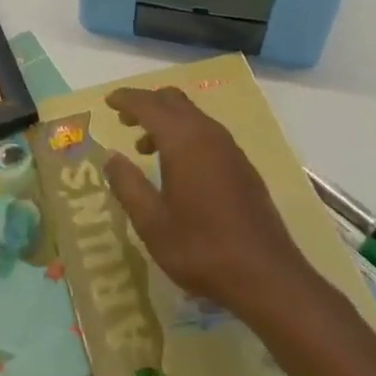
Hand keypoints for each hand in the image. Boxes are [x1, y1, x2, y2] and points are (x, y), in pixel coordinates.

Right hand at [102, 85, 318, 322]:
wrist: (267, 275)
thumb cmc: (201, 247)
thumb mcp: (152, 222)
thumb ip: (128, 185)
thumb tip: (111, 157)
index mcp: (183, 139)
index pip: (148, 104)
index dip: (126, 99)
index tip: (108, 101)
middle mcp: (208, 133)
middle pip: (174, 100)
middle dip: (147, 104)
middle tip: (124, 121)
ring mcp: (230, 148)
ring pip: (192, 116)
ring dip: (166, 121)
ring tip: (145, 148)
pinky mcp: (242, 165)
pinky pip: (207, 133)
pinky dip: (185, 135)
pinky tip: (178, 168)